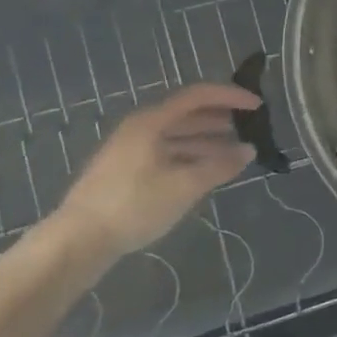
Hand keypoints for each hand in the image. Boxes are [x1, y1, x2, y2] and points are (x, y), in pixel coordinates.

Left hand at [53, 84, 261, 254]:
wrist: (79, 240)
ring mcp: (130, 150)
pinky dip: (190, 156)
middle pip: (186, 114)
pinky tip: (205, 171)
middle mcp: (140, 128)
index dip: (230, 97)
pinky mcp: (126, 171)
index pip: (198, 96)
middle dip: (220, 119)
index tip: (257, 106)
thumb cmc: (135, 205)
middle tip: (249, 129)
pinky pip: (166, 152)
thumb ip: (220, 166)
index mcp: (151, 122)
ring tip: (234, 153)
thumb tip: (249, 150)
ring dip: (207, 141)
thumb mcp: (185, 185)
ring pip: (176, 136)